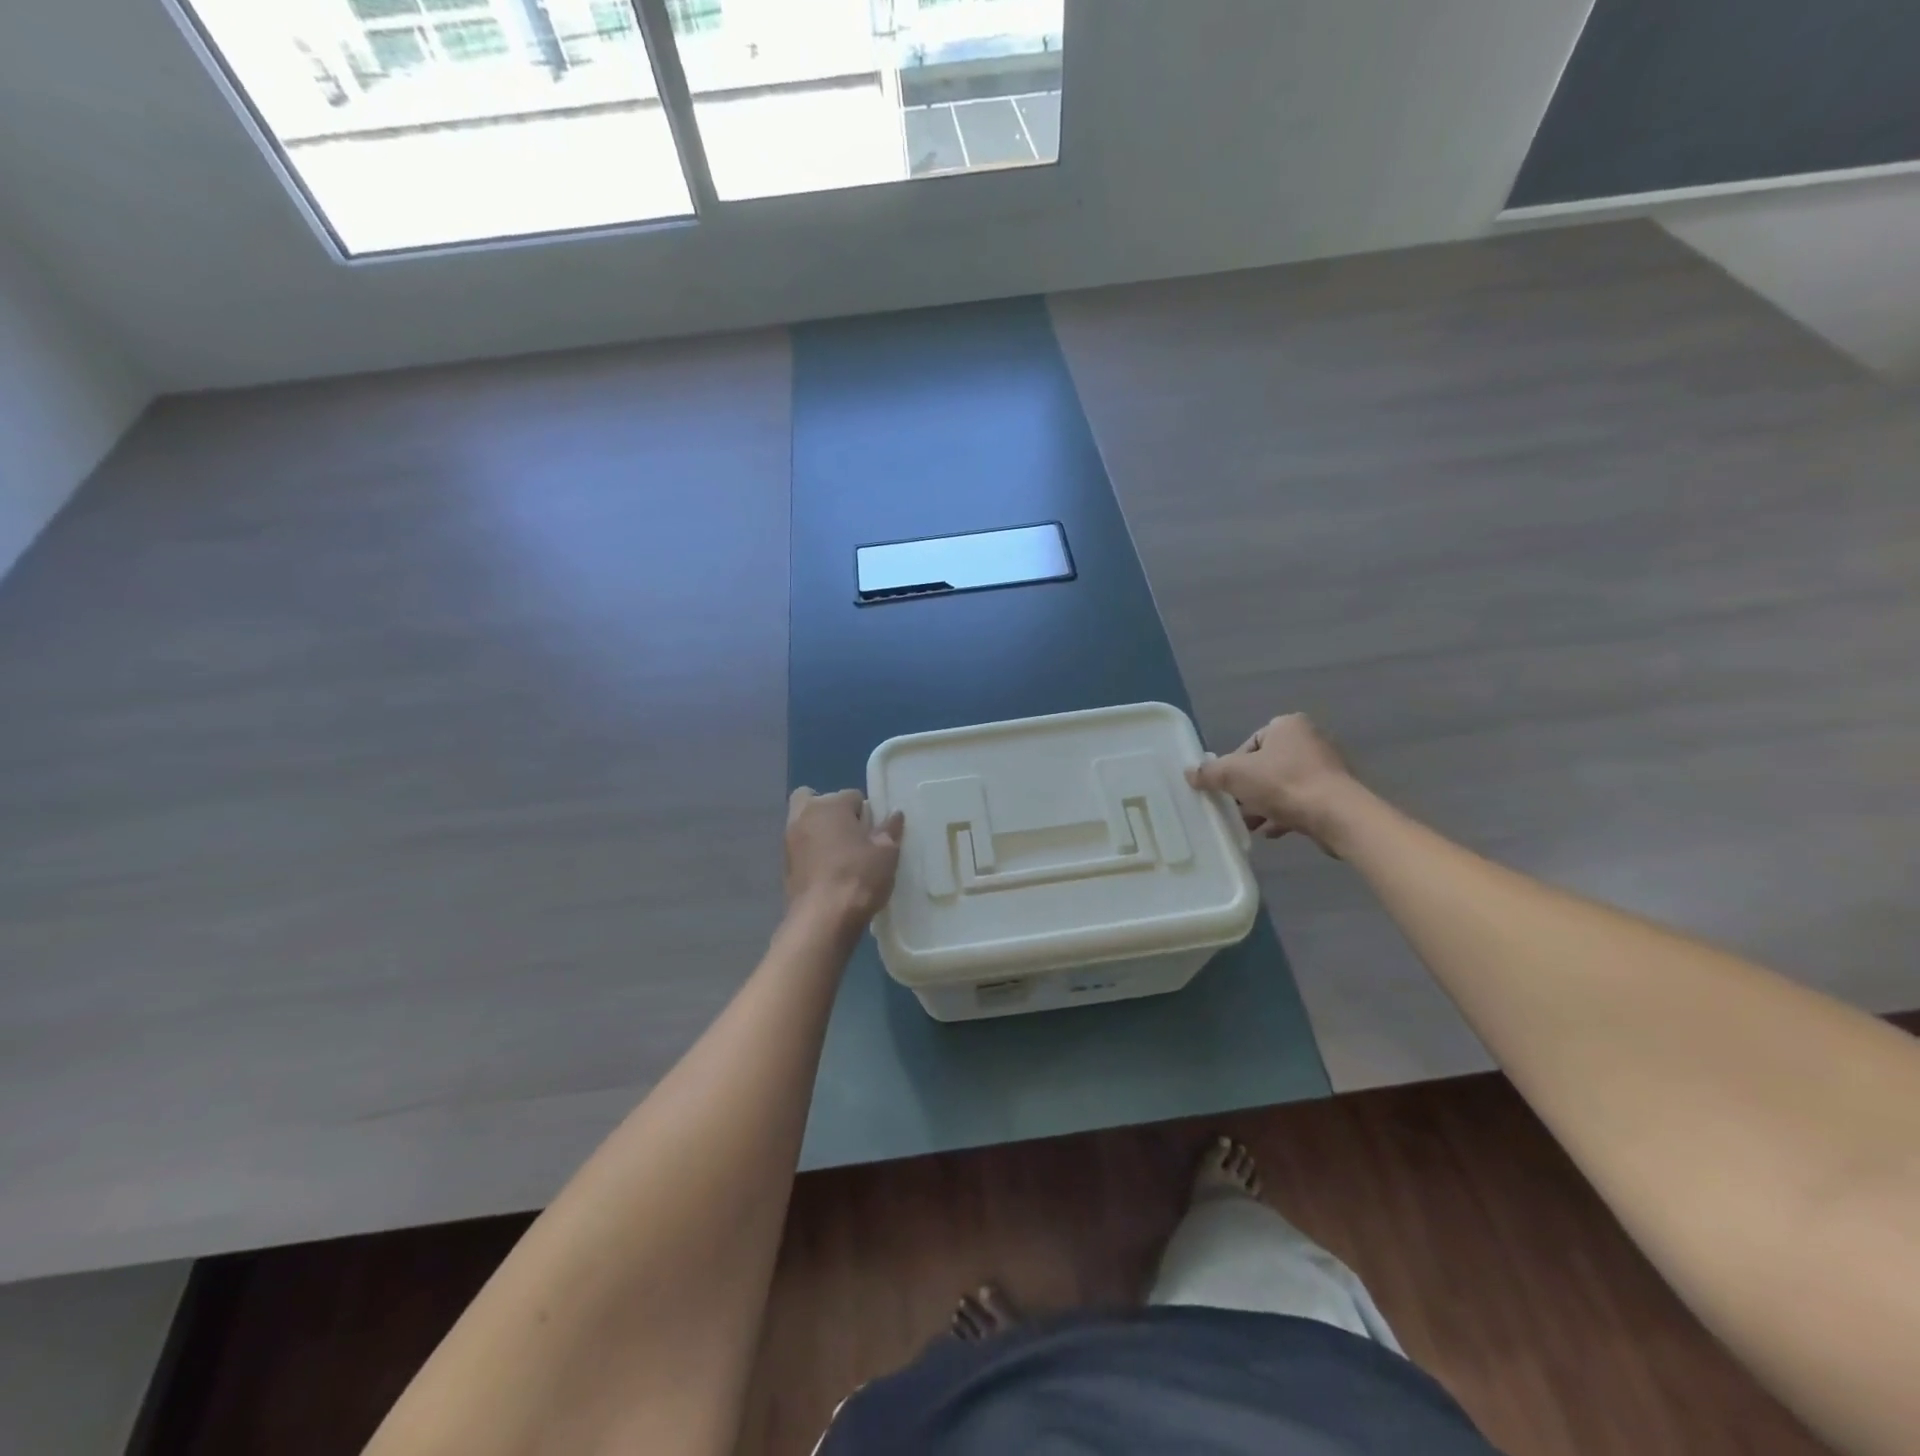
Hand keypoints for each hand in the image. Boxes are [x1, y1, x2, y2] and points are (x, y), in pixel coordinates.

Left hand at [784, 788, 905, 928]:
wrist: (822, 919)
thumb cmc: (858, 877)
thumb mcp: (886, 853)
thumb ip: (889, 830)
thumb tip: (894, 814)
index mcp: (830, 805)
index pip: (853, 796)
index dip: (866, 814)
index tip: (874, 833)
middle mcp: (804, 815)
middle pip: (816, 800)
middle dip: (831, 811)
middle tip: (850, 835)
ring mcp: (789, 840)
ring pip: (805, 824)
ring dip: (820, 832)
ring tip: (841, 856)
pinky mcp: (784, 865)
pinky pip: (800, 848)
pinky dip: (811, 853)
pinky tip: (828, 873)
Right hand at [1186, 714, 1358, 855]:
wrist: (1337, 815)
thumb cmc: (1283, 784)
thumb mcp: (1234, 775)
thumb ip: (1210, 773)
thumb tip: (1190, 773)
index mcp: (1287, 725)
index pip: (1249, 744)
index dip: (1233, 767)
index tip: (1226, 789)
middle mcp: (1310, 740)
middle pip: (1265, 767)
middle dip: (1248, 790)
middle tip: (1235, 809)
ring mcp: (1327, 767)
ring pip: (1283, 786)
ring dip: (1264, 805)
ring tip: (1251, 825)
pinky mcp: (1336, 793)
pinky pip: (1302, 801)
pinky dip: (1285, 814)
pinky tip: (1273, 832)